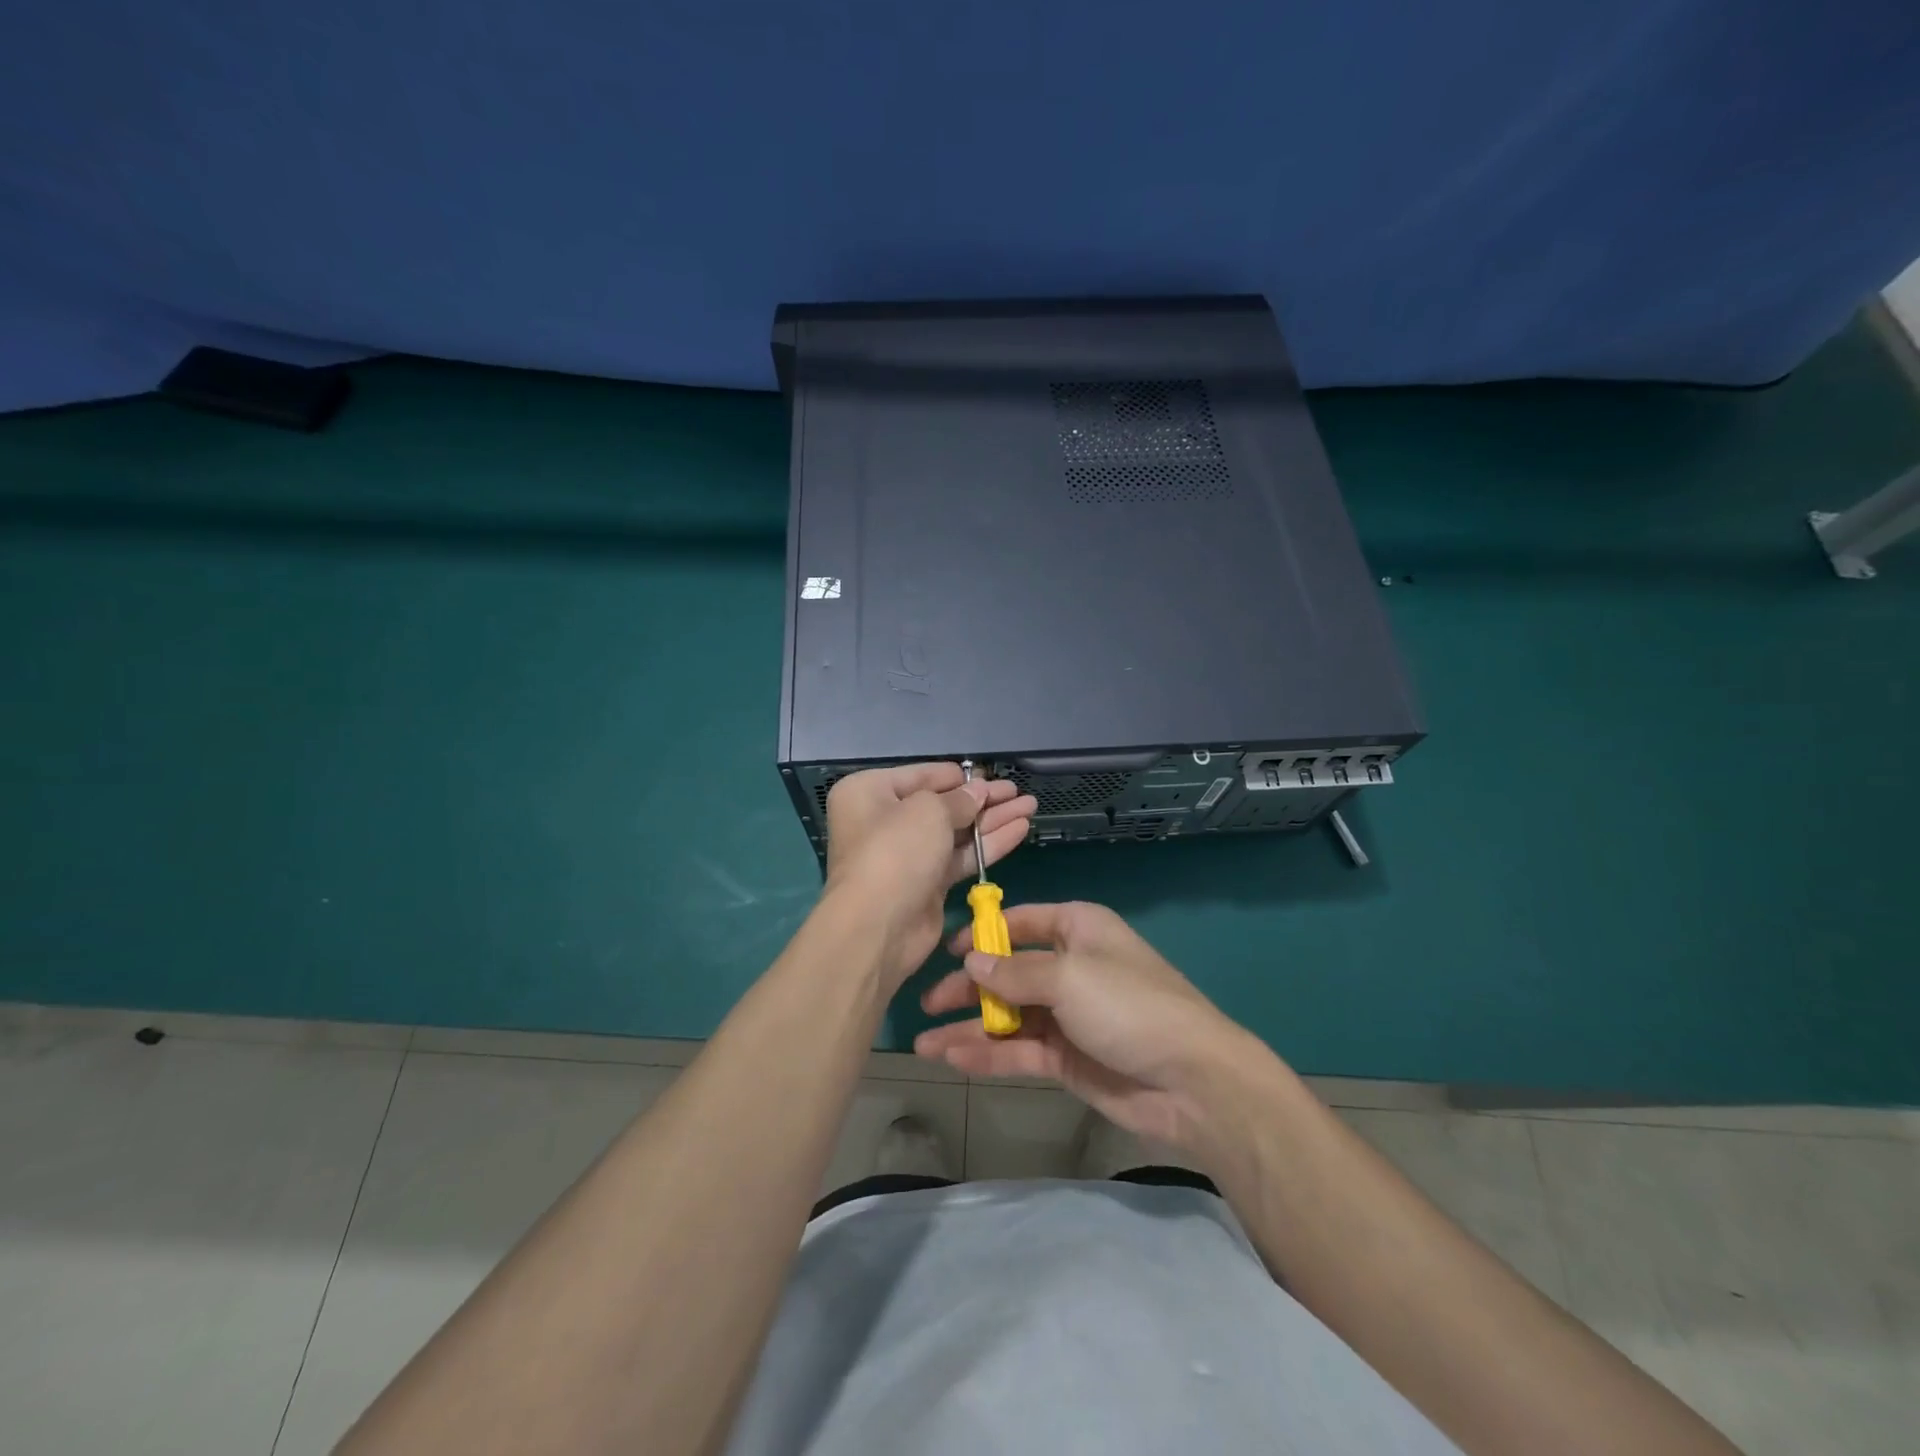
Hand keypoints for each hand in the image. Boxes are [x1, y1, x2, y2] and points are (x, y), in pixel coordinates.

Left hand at [823, 764, 1036, 985]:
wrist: (877, 927)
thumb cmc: (895, 851)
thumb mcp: (929, 811)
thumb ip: (959, 799)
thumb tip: (979, 791)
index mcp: (870, 792)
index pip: (922, 775)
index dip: (958, 776)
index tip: (990, 774)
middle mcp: (885, 820)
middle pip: (942, 804)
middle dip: (982, 798)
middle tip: (1018, 791)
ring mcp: (907, 854)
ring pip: (956, 831)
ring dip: (992, 819)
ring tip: (1030, 805)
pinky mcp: (927, 883)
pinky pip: (960, 856)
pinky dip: (989, 844)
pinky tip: (1020, 829)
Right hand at [914, 901, 1260, 1154]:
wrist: (1190, 1081)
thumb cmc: (1128, 1006)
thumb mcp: (1069, 977)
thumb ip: (1014, 973)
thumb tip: (971, 964)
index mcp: (1078, 930)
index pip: (1021, 922)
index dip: (983, 934)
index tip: (947, 951)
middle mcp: (1070, 967)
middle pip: (1008, 972)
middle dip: (967, 987)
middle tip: (927, 1002)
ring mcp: (1067, 1015)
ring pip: (1008, 1015)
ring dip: (969, 1027)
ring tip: (924, 1043)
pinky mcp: (1066, 1058)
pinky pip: (1018, 1050)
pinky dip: (988, 1054)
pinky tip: (953, 1059)